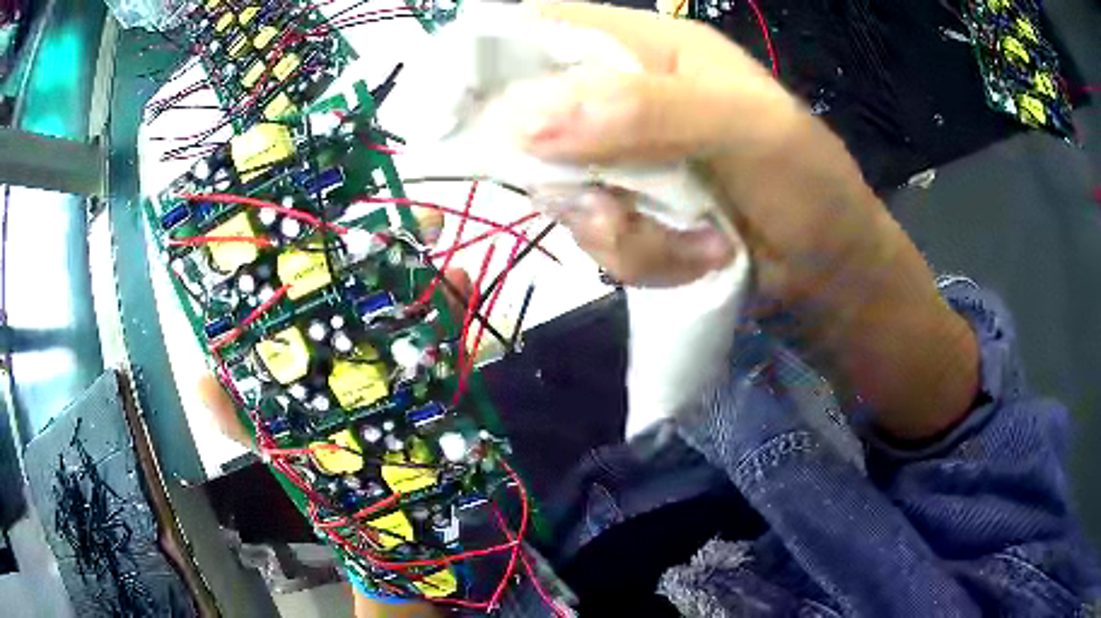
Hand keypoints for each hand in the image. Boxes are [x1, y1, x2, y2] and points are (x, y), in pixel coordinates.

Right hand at [495, 3, 978, 439]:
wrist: (829, 276)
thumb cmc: (810, 186)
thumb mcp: (748, 131)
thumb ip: (645, 112)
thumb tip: (521, 119)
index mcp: (652, 48)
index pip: (548, 28)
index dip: (494, 56)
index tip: (460, 108)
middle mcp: (623, 96)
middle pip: (534, 117)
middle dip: (563, 171)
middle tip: (612, 203)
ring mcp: (621, 159)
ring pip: (560, 190)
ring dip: (618, 228)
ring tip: (691, 240)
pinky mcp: (626, 212)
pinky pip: (591, 237)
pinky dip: (638, 257)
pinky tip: (694, 257)